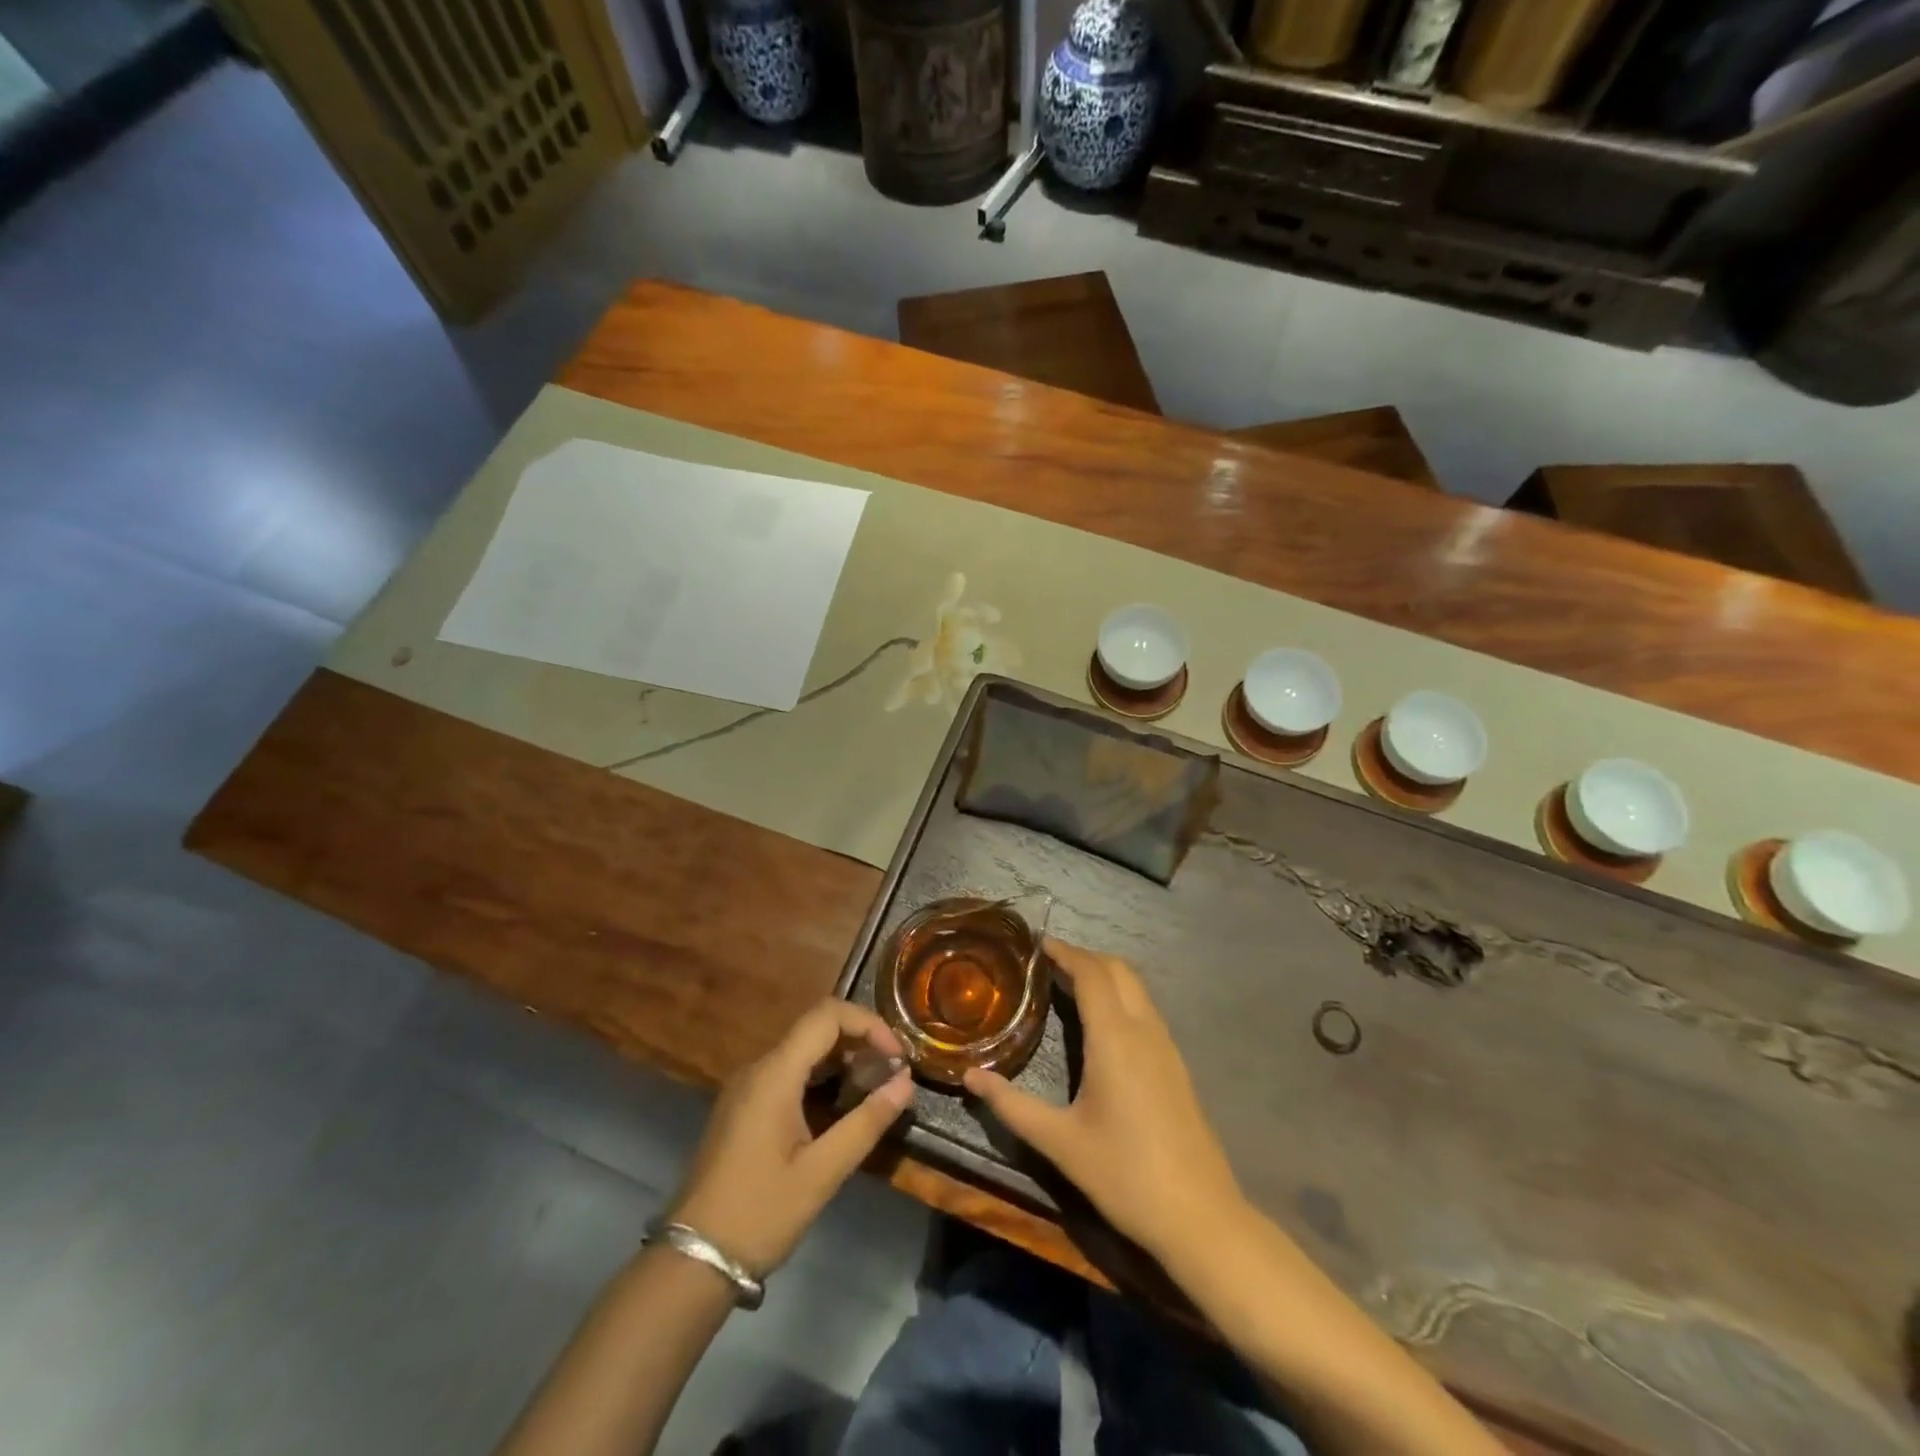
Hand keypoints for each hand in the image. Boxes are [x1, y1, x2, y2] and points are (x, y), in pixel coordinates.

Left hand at [668, 999, 913, 1275]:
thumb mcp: (822, 1172)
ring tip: (874, 1087)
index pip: (827, 1014)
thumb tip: (906, 1082)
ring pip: (802, 1049)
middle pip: (816, 1027)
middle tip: (893, 1072)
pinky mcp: (743, 1106)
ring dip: (842, 1058)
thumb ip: (866, 1122)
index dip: (869, 1023)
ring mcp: (746, 1086)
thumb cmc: (759, 1213)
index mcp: (775, 1073)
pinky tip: (840, 1105)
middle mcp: (758, 1068)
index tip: (897, 1057)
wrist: (693, 1260)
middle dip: (860, 1040)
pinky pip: (788, 1071)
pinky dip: (821, 1075)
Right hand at [963, 939, 1245, 1262]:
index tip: (1037, 943)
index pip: (1091, 973)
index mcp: (1115, 1037)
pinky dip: (1120, 997)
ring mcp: (1166, 1046)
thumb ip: (1012, 1105)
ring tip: (1068, 986)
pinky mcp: (1176, 1065)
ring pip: (1136, 988)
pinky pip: (1145, 1010)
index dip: (1065, 952)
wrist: (1200, 1216)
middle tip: (1047, 964)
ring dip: (1104, 975)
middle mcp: (1144, 1030)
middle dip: (1084, 957)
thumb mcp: (1060, 1142)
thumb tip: (969, 1076)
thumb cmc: (1125, 1174)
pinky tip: (1100, 1026)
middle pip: (1118, 969)